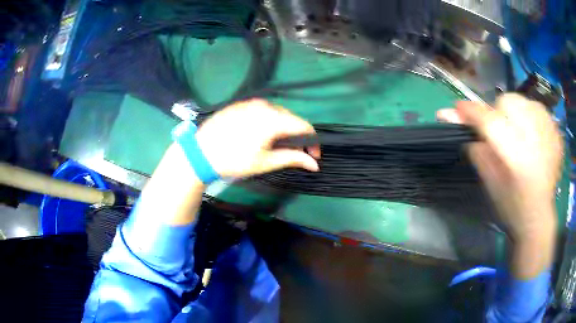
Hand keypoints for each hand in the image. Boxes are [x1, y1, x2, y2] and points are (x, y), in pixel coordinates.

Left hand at [195, 99, 319, 177]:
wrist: (199, 152)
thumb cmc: (233, 160)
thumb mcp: (265, 162)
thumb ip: (293, 159)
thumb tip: (315, 164)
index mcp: (274, 119)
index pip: (304, 126)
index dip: (313, 141)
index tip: (313, 156)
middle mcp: (265, 105)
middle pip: (291, 118)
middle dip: (297, 135)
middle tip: (293, 152)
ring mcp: (250, 102)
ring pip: (276, 113)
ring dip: (282, 128)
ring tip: (275, 144)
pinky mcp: (239, 104)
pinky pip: (261, 110)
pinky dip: (267, 121)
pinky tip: (257, 134)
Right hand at [438, 94, 562, 239]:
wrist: (539, 217)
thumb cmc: (511, 206)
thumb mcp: (489, 182)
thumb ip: (474, 147)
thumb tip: (448, 116)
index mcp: (517, 159)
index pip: (490, 122)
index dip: (472, 112)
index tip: (458, 109)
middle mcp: (536, 141)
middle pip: (508, 101)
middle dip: (498, 112)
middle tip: (500, 132)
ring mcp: (549, 134)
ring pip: (524, 100)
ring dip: (516, 113)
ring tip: (518, 133)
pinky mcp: (556, 133)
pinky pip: (538, 108)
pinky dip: (531, 116)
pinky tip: (533, 135)